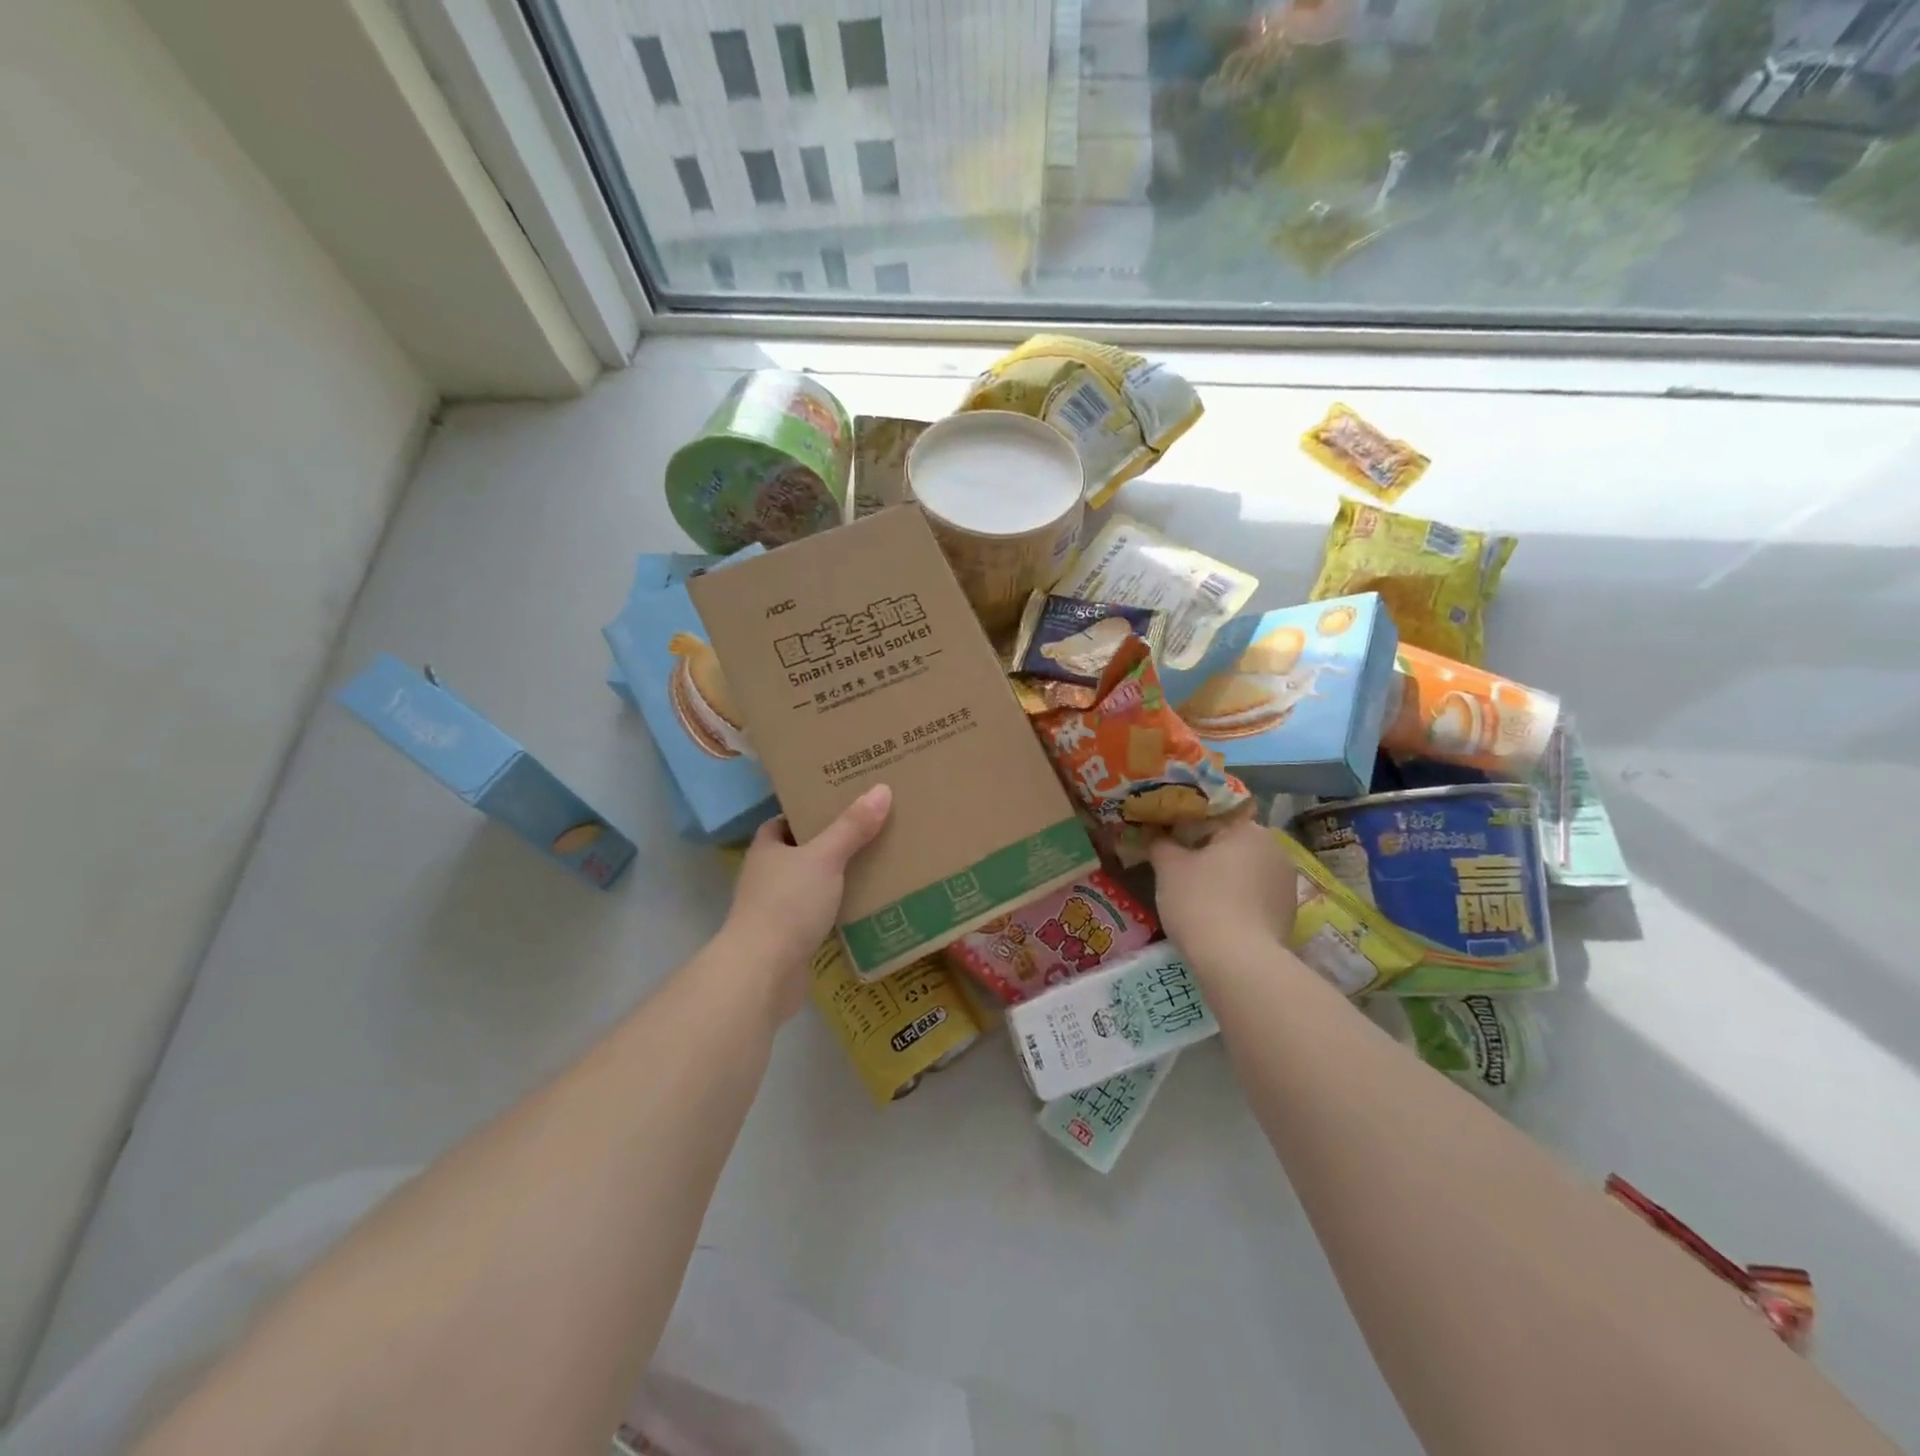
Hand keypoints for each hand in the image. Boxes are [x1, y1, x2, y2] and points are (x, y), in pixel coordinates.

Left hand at [724, 785, 892, 1018]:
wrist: (763, 973)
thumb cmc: (787, 904)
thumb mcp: (824, 858)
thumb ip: (852, 827)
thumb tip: (881, 789)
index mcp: (767, 849)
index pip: (786, 821)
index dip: (810, 810)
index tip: (843, 802)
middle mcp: (767, 876)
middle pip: (803, 851)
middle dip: (833, 842)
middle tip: (871, 828)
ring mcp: (777, 909)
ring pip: (813, 883)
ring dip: (839, 877)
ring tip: (878, 862)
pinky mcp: (791, 938)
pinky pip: (820, 913)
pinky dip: (840, 907)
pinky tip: (868, 903)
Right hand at [1148, 818, 1297, 968]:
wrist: (1237, 962)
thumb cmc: (1200, 901)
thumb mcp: (1168, 867)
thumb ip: (1161, 844)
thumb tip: (1156, 836)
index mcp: (1250, 829)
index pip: (1215, 816)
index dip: (1187, 825)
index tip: (1167, 839)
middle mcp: (1276, 850)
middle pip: (1233, 844)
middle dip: (1207, 853)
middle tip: (1177, 867)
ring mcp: (1287, 884)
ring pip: (1246, 872)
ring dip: (1224, 878)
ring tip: (1195, 894)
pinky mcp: (1289, 916)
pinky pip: (1255, 897)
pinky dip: (1236, 901)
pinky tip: (1216, 916)